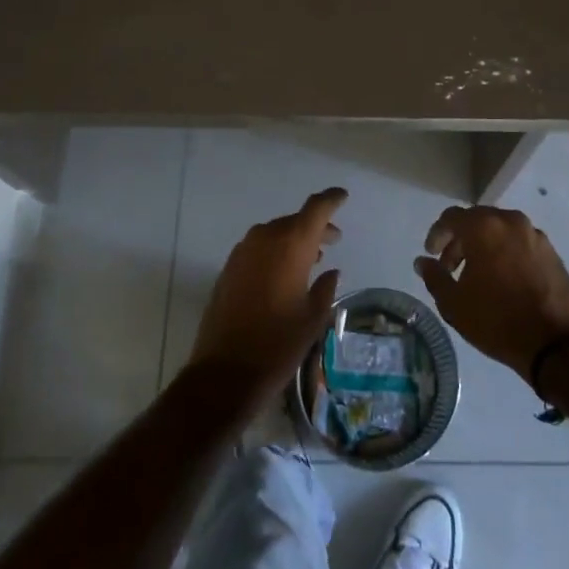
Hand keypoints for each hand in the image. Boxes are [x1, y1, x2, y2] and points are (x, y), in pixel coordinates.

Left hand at [189, 188, 344, 405]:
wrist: (225, 372)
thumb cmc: (278, 344)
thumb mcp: (313, 318)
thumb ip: (325, 287)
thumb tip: (331, 271)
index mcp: (292, 245)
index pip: (316, 208)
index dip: (331, 200)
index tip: (343, 196)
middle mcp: (266, 238)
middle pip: (295, 221)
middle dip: (315, 227)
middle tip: (332, 240)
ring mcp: (243, 252)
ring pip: (275, 233)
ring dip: (293, 239)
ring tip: (311, 258)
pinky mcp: (229, 268)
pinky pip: (259, 248)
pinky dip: (275, 251)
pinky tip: (283, 273)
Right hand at [415, 205, 568, 377]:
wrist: (553, 343)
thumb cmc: (496, 320)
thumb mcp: (454, 304)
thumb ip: (434, 277)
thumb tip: (423, 261)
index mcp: (484, 227)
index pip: (452, 217)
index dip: (437, 234)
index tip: (432, 254)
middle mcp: (511, 222)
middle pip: (478, 220)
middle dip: (461, 240)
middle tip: (452, 267)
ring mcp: (535, 235)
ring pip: (501, 230)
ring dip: (485, 246)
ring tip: (479, 275)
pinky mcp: (552, 252)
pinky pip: (521, 243)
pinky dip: (507, 253)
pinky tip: (505, 280)